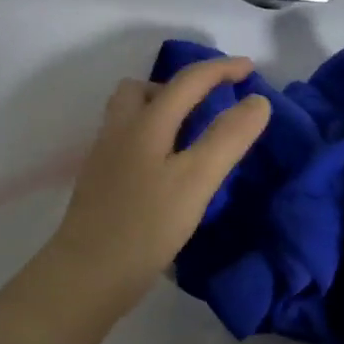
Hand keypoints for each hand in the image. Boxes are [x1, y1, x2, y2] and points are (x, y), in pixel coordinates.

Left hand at [33, 56, 271, 323]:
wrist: (87, 274)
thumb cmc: (146, 226)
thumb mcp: (196, 180)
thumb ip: (227, 138)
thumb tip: (257, 101)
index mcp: (145, 123)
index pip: (187, 81)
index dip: (220, 69)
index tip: (249, 69)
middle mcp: (119, 130)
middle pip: (144, 89)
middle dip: (179, 87)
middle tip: (209, 106)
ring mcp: (103, 156)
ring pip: (129, 115)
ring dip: (159, 111)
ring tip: (188, 135)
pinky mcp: (98, 182)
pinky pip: (125, 140)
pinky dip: (149, 137)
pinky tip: (164, 168)